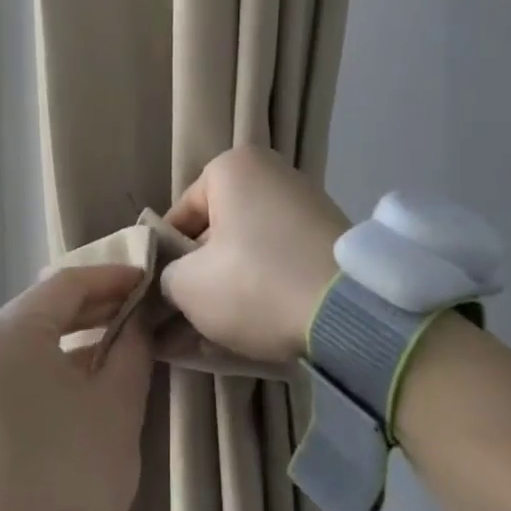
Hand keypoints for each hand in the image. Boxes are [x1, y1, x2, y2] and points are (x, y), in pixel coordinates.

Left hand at [0, 265, 152, 510]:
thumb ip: (131, 344)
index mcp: (0, 336)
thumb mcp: (117, 406)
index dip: (110, 279)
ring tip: (107, 336)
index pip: (65, 286)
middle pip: (35, 309)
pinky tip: (68, 367)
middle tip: (133, 308)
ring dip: (60, 334)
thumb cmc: (73, 483)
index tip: (145, 280)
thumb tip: (138, 316)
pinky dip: (32, 360)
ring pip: (14, 335)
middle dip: (87, 308)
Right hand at [160, 146, 347, 365]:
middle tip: (181, 325)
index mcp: (234, 168)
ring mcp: (306, 207)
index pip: (179, 217)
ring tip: (208, 341)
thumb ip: (166, 276)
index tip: (160, 300)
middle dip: (198, 281)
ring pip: (248, 255)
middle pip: (216, 235)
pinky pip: (280, 265)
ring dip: (227, 294)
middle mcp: (272, 175)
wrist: (350, 312)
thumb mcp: (188, 285)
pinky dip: (262, 293)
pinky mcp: (330, 242)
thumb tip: (173, 282)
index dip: (165, 263)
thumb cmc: (255, 283)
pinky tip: (247, 335)